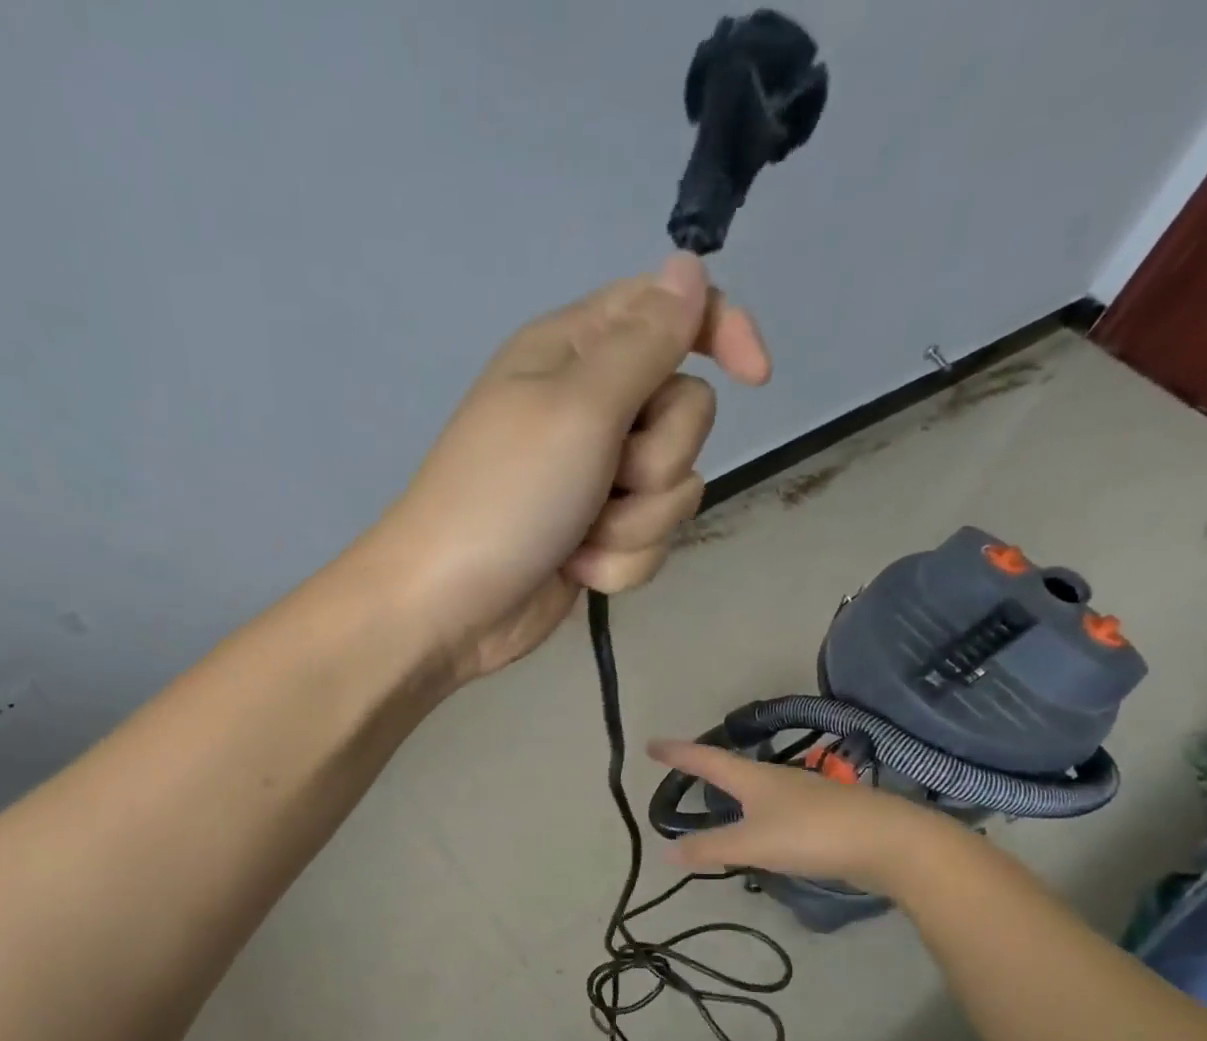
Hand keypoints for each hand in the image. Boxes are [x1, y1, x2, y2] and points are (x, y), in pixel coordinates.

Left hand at [362, 254, 769, 682]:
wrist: (449, 607)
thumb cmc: (504, 496)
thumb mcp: (578, 407)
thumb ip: (645, 341)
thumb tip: (689, 268)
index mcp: (577, 353)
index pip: (673, 313)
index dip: (722, 332)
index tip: (756, 376)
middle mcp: (591, 410)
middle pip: (687, 413)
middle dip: (656, 459)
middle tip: (604, 479)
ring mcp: (595, 480)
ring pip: (675, 488)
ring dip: (634, 523)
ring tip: (580, 536)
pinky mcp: (598, 537)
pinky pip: (649, 541)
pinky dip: (618, 562)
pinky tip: (575, 570)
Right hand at [648, 739, 960, 896]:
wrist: (890, 842)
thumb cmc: (813, 834)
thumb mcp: (753, 843)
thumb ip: (710, 848)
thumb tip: (665, 851)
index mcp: (753, 777)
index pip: (705, 759)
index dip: (677, 753)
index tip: (651, 744)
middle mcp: (776, 779)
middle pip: (732, 767)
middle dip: (705, 767)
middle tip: (682, 769)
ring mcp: (804, 795)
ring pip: (758, 788)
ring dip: (734, 791)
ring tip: (718, 798)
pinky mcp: (824, 815)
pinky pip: (777, 809)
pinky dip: (758, 814)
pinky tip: (763, 831)